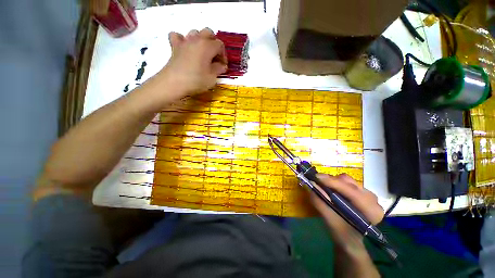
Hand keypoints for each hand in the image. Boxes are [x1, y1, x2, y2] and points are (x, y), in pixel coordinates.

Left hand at [158, 28, 227, 99]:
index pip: (220, 45)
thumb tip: (222, 66)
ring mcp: (184, 41)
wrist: (174, 83)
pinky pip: (178, 36)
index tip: (223, 66)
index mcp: (207, 46)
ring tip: (202, 52)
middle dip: (214, 43)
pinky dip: (182, 40)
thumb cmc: (196, 80)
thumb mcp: (212, 78)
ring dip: (200, 40)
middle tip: (214, 56)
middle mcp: (197, 39)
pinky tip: (185, 48)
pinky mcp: (175, 46)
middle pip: (208, 33)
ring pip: (195, 32)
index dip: (223, 55)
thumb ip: (218, 69)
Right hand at [310, 174, 383, 244]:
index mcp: (371, 210)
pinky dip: (335, 183)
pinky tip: (330, 189)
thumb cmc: (343, 234)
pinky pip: (346, 182)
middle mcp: (372, 199)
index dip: (332, 182)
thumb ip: (321, 203)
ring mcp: (368, 194)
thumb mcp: (330, 222)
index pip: (351, 191)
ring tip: (322, 186)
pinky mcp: (361, 191)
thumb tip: (312, 185)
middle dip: (330, 181)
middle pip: (348, 182)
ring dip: (332, 181)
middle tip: (316, 183)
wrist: (350, 240)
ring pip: (346, 180)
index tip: (316, 177)